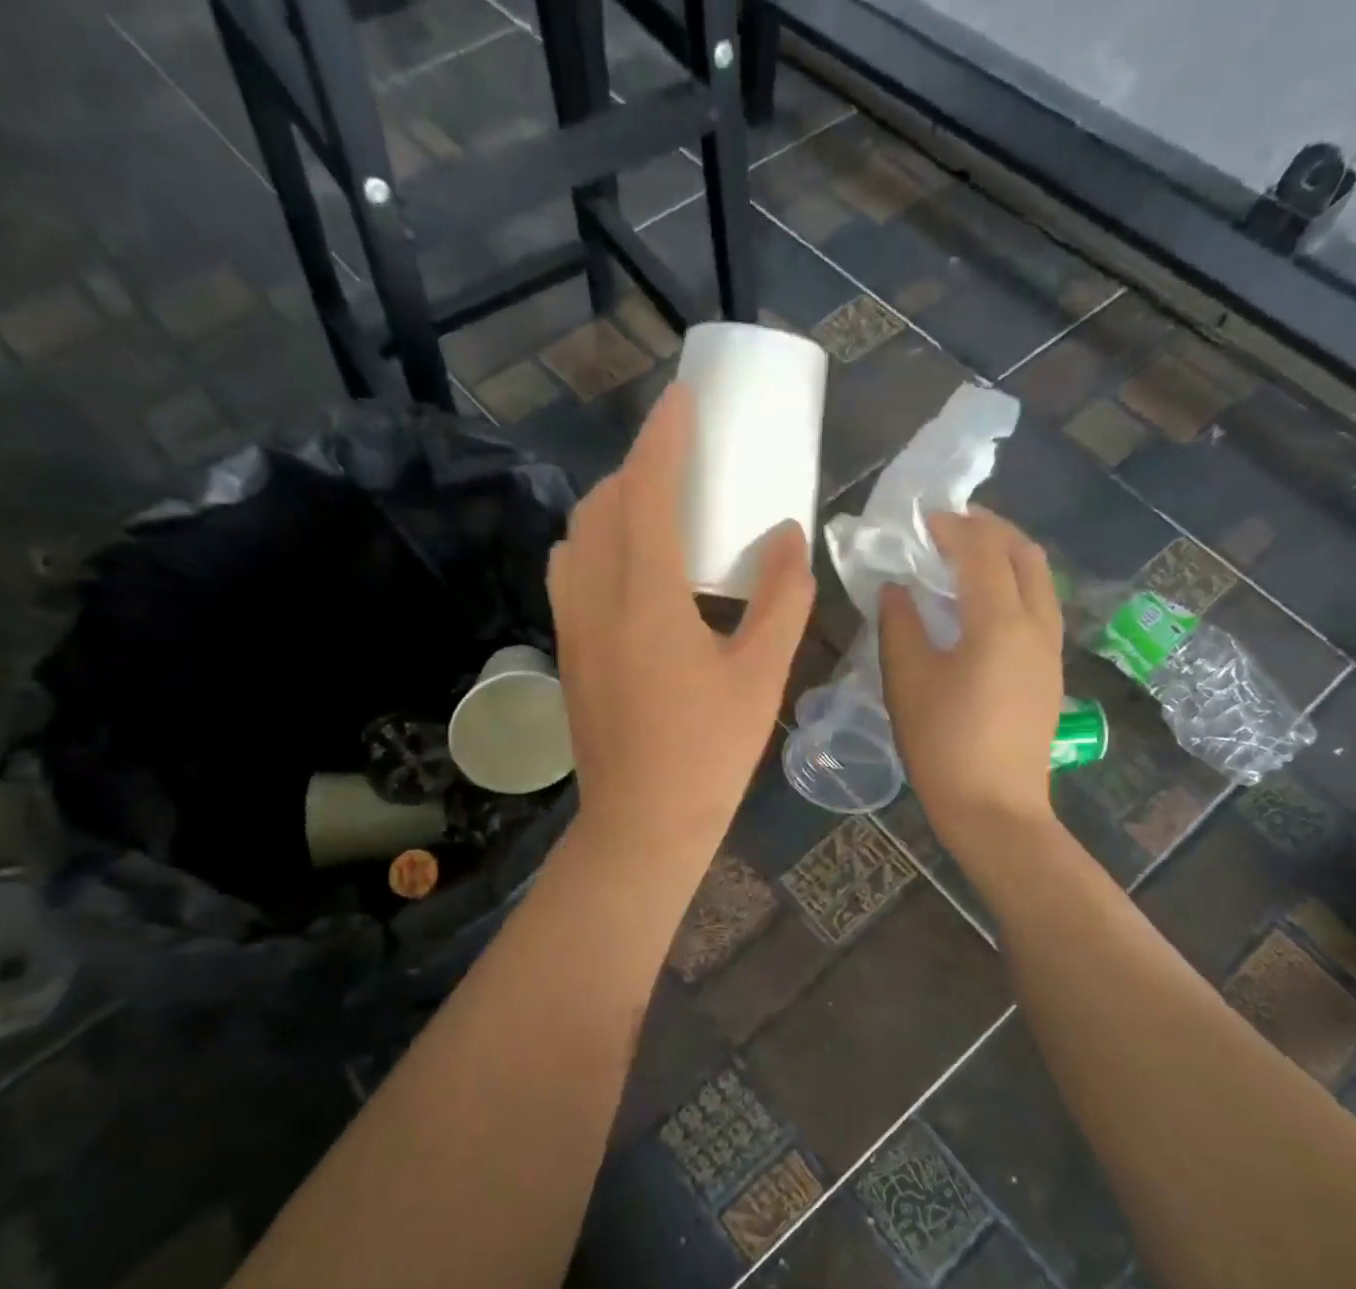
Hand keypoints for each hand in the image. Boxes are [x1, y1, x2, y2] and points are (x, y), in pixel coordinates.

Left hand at [548, 383, 814, 862]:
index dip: (665, 436)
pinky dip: (595, 544)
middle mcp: (595, 597)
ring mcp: (571, 625)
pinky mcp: (566, 650)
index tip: (685, 399)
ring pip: (578, 535)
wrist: (642, 823)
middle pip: (604, 503)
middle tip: (683, 460)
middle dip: (640, 466)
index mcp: (646, 596)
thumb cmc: (708, 753)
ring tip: (655, 508)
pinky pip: (570, 572)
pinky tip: (629, 568)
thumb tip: (788, 534)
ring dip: (612, 504)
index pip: (648, 489)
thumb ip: (781, 597)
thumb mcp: (761, 674)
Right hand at [878, 508, 1062, 848]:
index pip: (981, 552)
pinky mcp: (1049, 673)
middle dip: (991, 529)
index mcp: (1000, 622)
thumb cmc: (944, 744)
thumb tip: (895, 588)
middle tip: (952, 524)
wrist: (995, 808)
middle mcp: (1036, 625)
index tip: (922, 518)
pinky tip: (982, 603)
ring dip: (1006, 556)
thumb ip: (899, 625)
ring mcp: (1049, 650)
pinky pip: (1038, 607)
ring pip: (1039, 581)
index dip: (952, 527)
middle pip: (1025, 555)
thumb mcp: (908, 680)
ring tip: (968, 555)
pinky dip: (1013, 585)